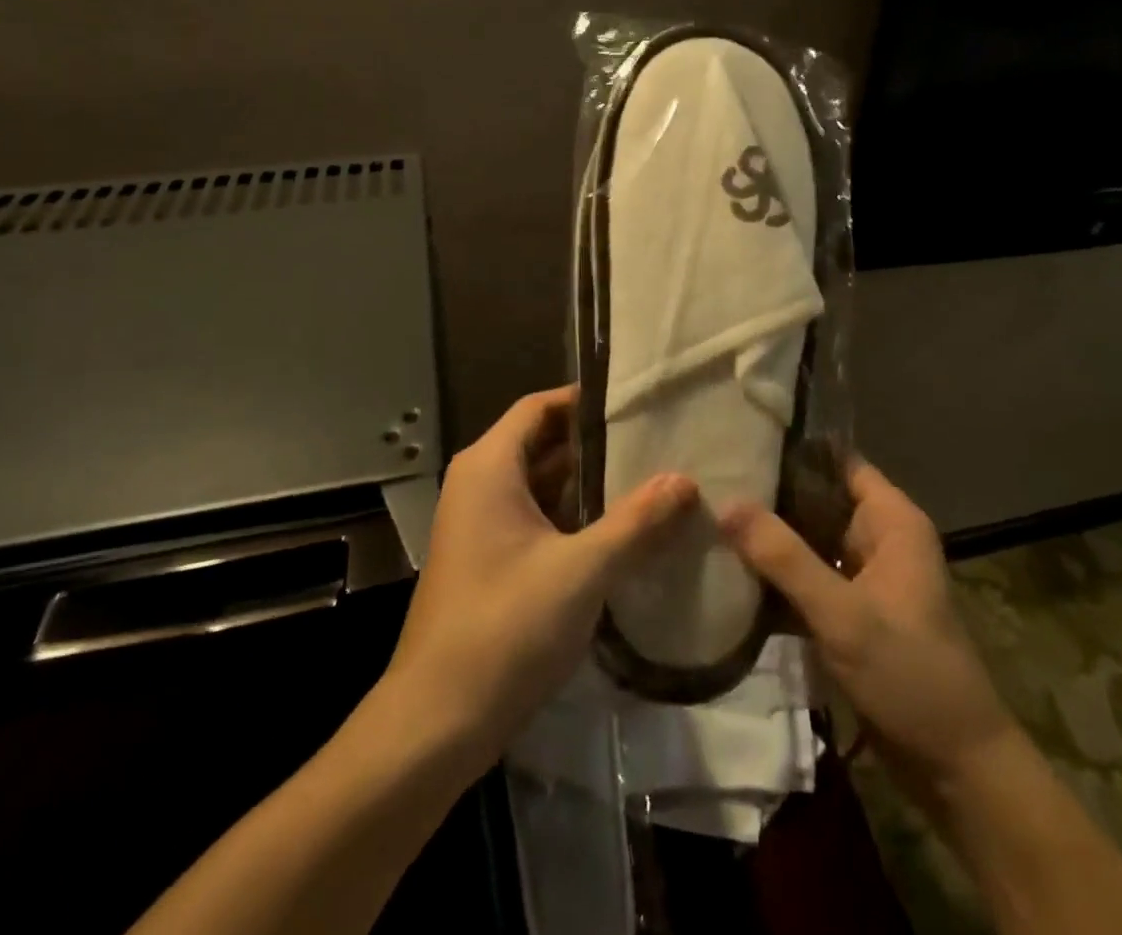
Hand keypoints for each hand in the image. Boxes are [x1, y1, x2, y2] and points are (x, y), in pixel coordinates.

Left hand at [384, 386, 697, 765]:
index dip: (586, 399)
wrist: (436, 722)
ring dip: (590, 483)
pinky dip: (574, 516)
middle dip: (598, 443)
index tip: (639, 401)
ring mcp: (482, 524)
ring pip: (543, 484)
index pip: (541, 407)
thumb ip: (636, 522)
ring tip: (651, 479)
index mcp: (489, 467)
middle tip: (658, 440)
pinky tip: (621, 530)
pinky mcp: (490, 559)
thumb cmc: (504, 629)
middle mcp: (480, 484)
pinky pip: (537, 518)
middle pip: (544, 443)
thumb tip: (685, 480)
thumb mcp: (581, 570)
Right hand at [720, 459, 1012, 805]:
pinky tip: (732, 567)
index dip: (794, 448)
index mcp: (892, 520)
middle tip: (712, 479)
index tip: (741, 438)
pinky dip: (779, 573)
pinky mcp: (852, 611)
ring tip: (712, 515)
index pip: (837, 460)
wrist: (956, 768)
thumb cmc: (909, 674)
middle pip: (818, 497)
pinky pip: (810, 575)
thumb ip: (784, 557)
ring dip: (771, 535)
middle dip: (771, 492)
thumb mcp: (842, 614)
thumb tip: (726, 502)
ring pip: (810, 537)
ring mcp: (865, 576)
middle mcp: (879, 537)